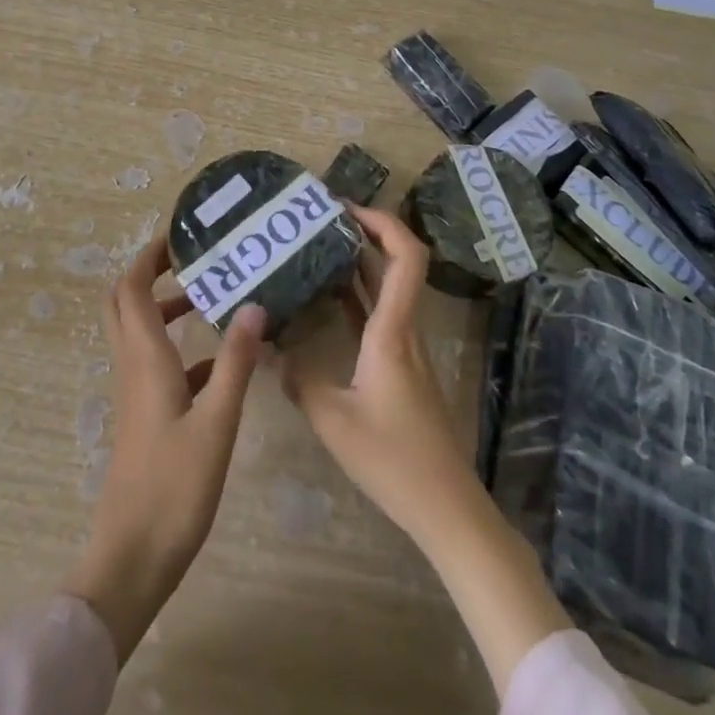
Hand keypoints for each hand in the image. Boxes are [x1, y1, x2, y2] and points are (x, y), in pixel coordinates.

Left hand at [64, 234, 265, 662]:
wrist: (132, 558)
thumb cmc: (173, 487)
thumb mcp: (217, 422)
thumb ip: (235, 362)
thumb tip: (255, 305)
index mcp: (144, 358)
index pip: (131, 289)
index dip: (148, 257)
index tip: (179, 236)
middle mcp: (133, 366)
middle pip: (124, 303)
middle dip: (150, 274)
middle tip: (190, 259)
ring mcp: (136, 394)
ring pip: (141, 333)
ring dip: (166, 309)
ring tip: (211, 298)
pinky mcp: (145, 417)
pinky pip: (158, 365)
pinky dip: (180, 349)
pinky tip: (219, 362)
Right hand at [279, 205, 477, 543]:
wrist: (445, 506)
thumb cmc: (393, 459)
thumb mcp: (333, 420)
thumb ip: (298, 379)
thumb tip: (268, 349)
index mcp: (393, 330)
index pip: (405, 256)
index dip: (381, 222)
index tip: (343, 208)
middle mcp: (404, 328)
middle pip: (396, 263)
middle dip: (362, 232)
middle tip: (317, 220)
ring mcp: (406, 347)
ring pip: (386, 288)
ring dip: (357, 262)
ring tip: (313, 248)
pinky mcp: (401, 366)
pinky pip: (379, 314)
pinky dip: (355, 296)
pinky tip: (324, 300)